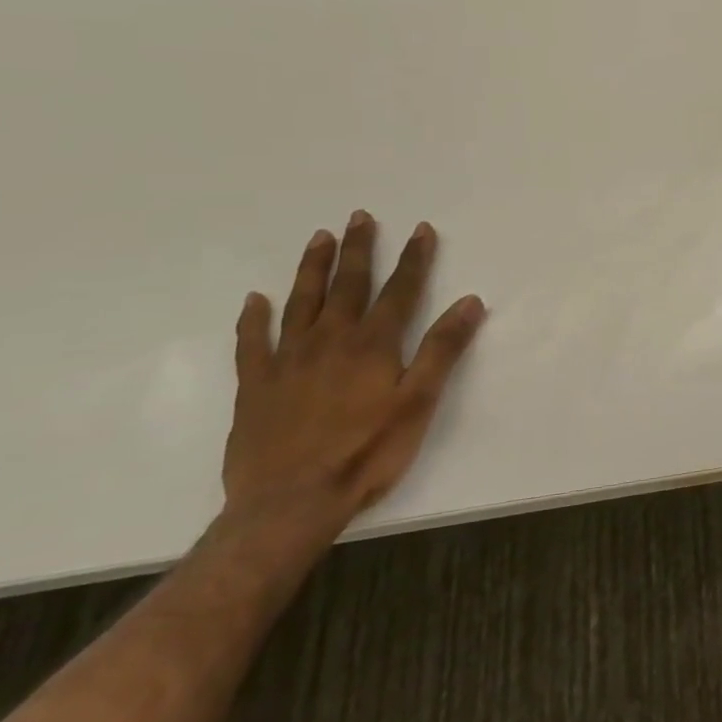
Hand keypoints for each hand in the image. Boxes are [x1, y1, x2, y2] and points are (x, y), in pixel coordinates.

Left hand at [226, 212, 486, 534]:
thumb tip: (470, 301)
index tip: (421, 229)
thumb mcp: (418, 403)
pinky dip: (253, 319)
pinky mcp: (255, 386)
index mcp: (373, 345)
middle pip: (348, 285)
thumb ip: (443, 349)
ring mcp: (287, 361)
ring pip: (301, 302)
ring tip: (319, 238)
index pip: (400, 290)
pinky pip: (251, 343)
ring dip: (312, 268)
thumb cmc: (366, 453)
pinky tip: (254, 300)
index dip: (413, 259)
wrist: (288, 504)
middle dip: (358, 249)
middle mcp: (330, 341)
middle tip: (360, 217)